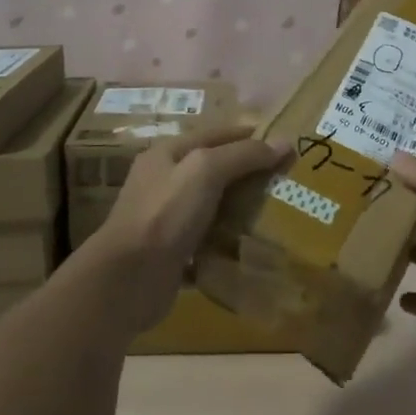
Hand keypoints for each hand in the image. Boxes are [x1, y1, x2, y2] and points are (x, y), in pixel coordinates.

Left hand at [88, 127, 290, 330]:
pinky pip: (208, 242)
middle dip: (250, 174)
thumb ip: (243, 155)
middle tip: (288, 182)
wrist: (127, 279)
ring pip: (213, 207)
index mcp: (167, 154)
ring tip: (279, 214)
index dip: (251, 136)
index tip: (287, 145)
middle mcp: (164, 182)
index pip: (217, 135)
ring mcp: (166, 220)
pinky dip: (229, 244)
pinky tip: (254, 248)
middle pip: (215, 171)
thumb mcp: (205, 171)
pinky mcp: (173, 253)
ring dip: (241, 210)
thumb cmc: (165, 214)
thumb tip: (285, 143)